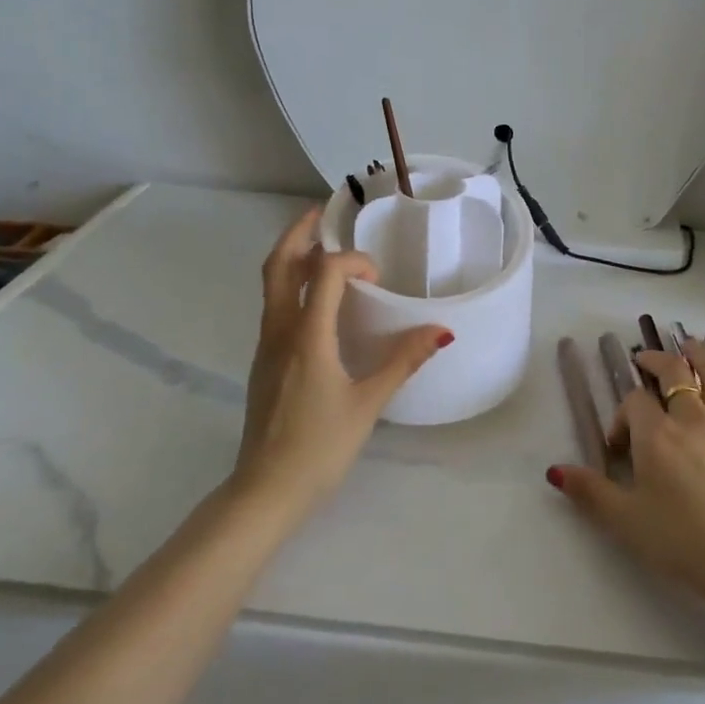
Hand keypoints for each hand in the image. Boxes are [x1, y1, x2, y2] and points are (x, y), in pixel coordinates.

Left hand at [228, 207, 451, 521]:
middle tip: (321, 212)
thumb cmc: (320, 447)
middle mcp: (279, 332)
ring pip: (271, 285)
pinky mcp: (263, 362)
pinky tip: (316, 300)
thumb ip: (403, 361)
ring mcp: (265, 346)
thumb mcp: (369, 404)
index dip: (354, 261)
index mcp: (307, 336)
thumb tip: (441, 331)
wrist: (265, 491)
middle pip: (279, 266)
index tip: (379, 277)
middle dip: (297, 232)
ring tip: (318, 244)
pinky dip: (291, 285)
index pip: (325, 272)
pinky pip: (274, 307)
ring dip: (292, 256)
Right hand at [547, 337, 704, 613]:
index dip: (622, 416)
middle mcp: (693, 418)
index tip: (619, 447)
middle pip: (675, 372)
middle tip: (646, 359)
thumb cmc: (683, 542)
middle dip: (657, 361)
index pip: (634, 402)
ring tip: (690, 345)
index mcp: (657, 435)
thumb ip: (590, 492)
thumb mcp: (626, 521)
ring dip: (699, 354)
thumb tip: (555, 470)